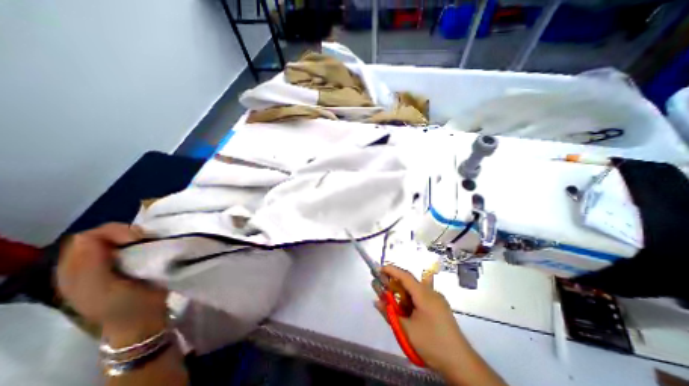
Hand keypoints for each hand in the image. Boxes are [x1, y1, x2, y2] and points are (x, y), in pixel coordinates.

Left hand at [58, 222, 166, 345]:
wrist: (144, 317)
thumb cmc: (122, 305)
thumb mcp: (100, 289)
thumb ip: (89, 264)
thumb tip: (92, 236)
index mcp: (74, 270)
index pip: (86, 238)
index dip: (111, 233)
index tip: (136, 240)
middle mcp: (90, 262)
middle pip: (104, 234)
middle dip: (126, 233)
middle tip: (146, 240)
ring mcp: (113, 261)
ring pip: (121, 237)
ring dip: (137, 237)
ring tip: (150, 243)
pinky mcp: (132, 261)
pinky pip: (135, 243)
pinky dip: (145, 241)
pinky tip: (152, 247)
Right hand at [375, 267, 471, 371]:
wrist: (461, 364)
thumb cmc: (432, 344)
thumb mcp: (406, 330)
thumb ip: (390, 314)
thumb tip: (376, 301)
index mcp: (424, 295)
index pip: (405, 276)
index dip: (391, 270)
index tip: (379, 269)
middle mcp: (431, 293)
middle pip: (410, 282)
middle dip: (395, 283)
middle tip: (383, 288)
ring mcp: (438, 300)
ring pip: (416, 290)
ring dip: (403, 293)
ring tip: (393, 302)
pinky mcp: (440, 308)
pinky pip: (422, 297)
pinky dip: (411, 300)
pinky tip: (407, 310)